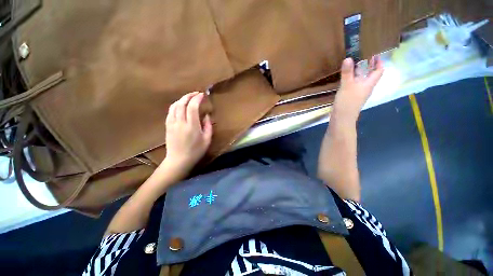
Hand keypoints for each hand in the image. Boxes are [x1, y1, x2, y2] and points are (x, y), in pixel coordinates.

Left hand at [162, 92, 212, 177]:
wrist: (179, 160)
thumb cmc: (196, 151)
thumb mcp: (207, 139)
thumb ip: (208, 126)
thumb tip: (206, 115)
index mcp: (192, 126)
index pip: (192, 106)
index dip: (197, 98)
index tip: (202, 95)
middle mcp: (180, 122)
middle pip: (182, 103)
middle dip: (189, 95)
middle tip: (196, 93)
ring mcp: (172, 123)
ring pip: (175, 106)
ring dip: (182, 99)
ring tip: (189, 97)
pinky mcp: (167, 125)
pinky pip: (170, 111)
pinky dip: (176, 105)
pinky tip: (180, 105)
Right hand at [333, 56, 383, 122]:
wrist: (342, 118)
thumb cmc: (347, 102)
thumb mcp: (347, 86)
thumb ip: (347, 73)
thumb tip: (348, 58)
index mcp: (368, 84)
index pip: (378, 71)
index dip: (378, 62)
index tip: (375, 54)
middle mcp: (365, 88)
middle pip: (370, 75)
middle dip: (368, 66)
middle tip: (362, 56)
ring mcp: (358, 93)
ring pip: (361, 80)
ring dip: (359, 72)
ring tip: (352, 65)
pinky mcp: (351, 97)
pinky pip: (353, 85)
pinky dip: (351, 80)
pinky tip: (345, 78)